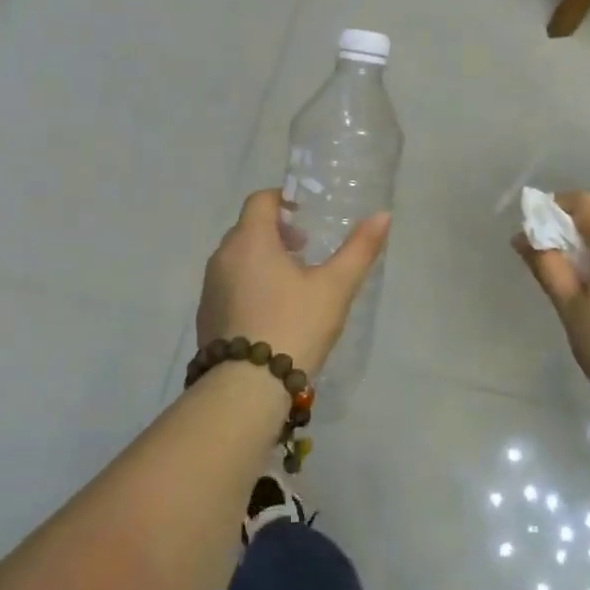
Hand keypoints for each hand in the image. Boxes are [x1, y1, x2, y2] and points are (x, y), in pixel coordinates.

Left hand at [197, 190, 391, 374]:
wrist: (246, 389)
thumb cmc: (294, 325)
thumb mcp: (335, 287)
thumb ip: (359, 248)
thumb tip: (382, 215)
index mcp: (250, 240)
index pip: (260, 200)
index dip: (284, 200)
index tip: (307, 216)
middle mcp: (222, 257)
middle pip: (248, 229)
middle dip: (277, 233)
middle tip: (306, 250)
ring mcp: (210, 289)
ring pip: (237, 259)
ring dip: (263, 260)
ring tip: (293, 284)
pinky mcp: (206, 317)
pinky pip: (229, 286)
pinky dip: (249, 286)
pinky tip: (273, 314)